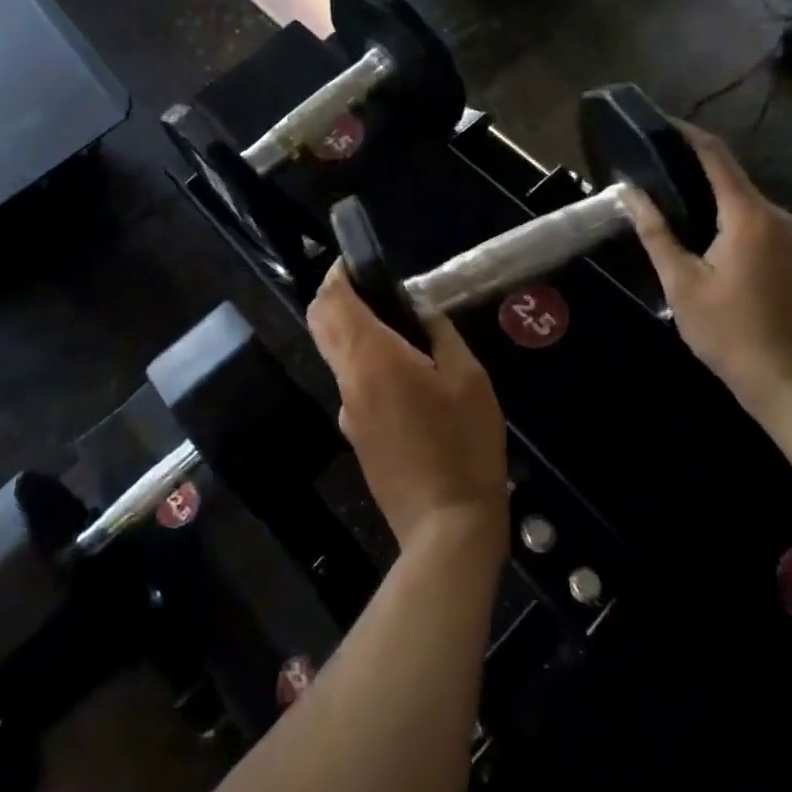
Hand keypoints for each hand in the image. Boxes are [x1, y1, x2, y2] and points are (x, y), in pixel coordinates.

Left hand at [308, 265, 508, 556]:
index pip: (333, 302)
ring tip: (406, 334)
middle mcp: (348, 381)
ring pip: (338, 356)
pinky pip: (353, 386)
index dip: (337, 275)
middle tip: (375, 289)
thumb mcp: (468, 378)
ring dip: (356, 334)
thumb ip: (439, 333)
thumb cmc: (464, 444)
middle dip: (337, 298)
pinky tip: (409, 381)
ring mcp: (347, 413)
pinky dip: (367, 366)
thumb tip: (419, 310)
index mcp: (372, 358)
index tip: (355, 263)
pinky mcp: (356, 437)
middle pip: (323, 325)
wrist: (446, 528)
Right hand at [626, 124, 791, 419]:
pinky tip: (703, 234)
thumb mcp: (682, 285)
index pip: (716, 157)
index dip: (687, 135)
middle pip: (732, 176)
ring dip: (711, 195)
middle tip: (653, 168)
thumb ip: (656, 234)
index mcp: (749, 216)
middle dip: (693, 166)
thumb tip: (631, 194)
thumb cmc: (732, 335)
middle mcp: (778, 215)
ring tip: (670, 199)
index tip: (659, 123)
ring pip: (745, 201)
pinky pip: (758, 221)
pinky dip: (729, 216)